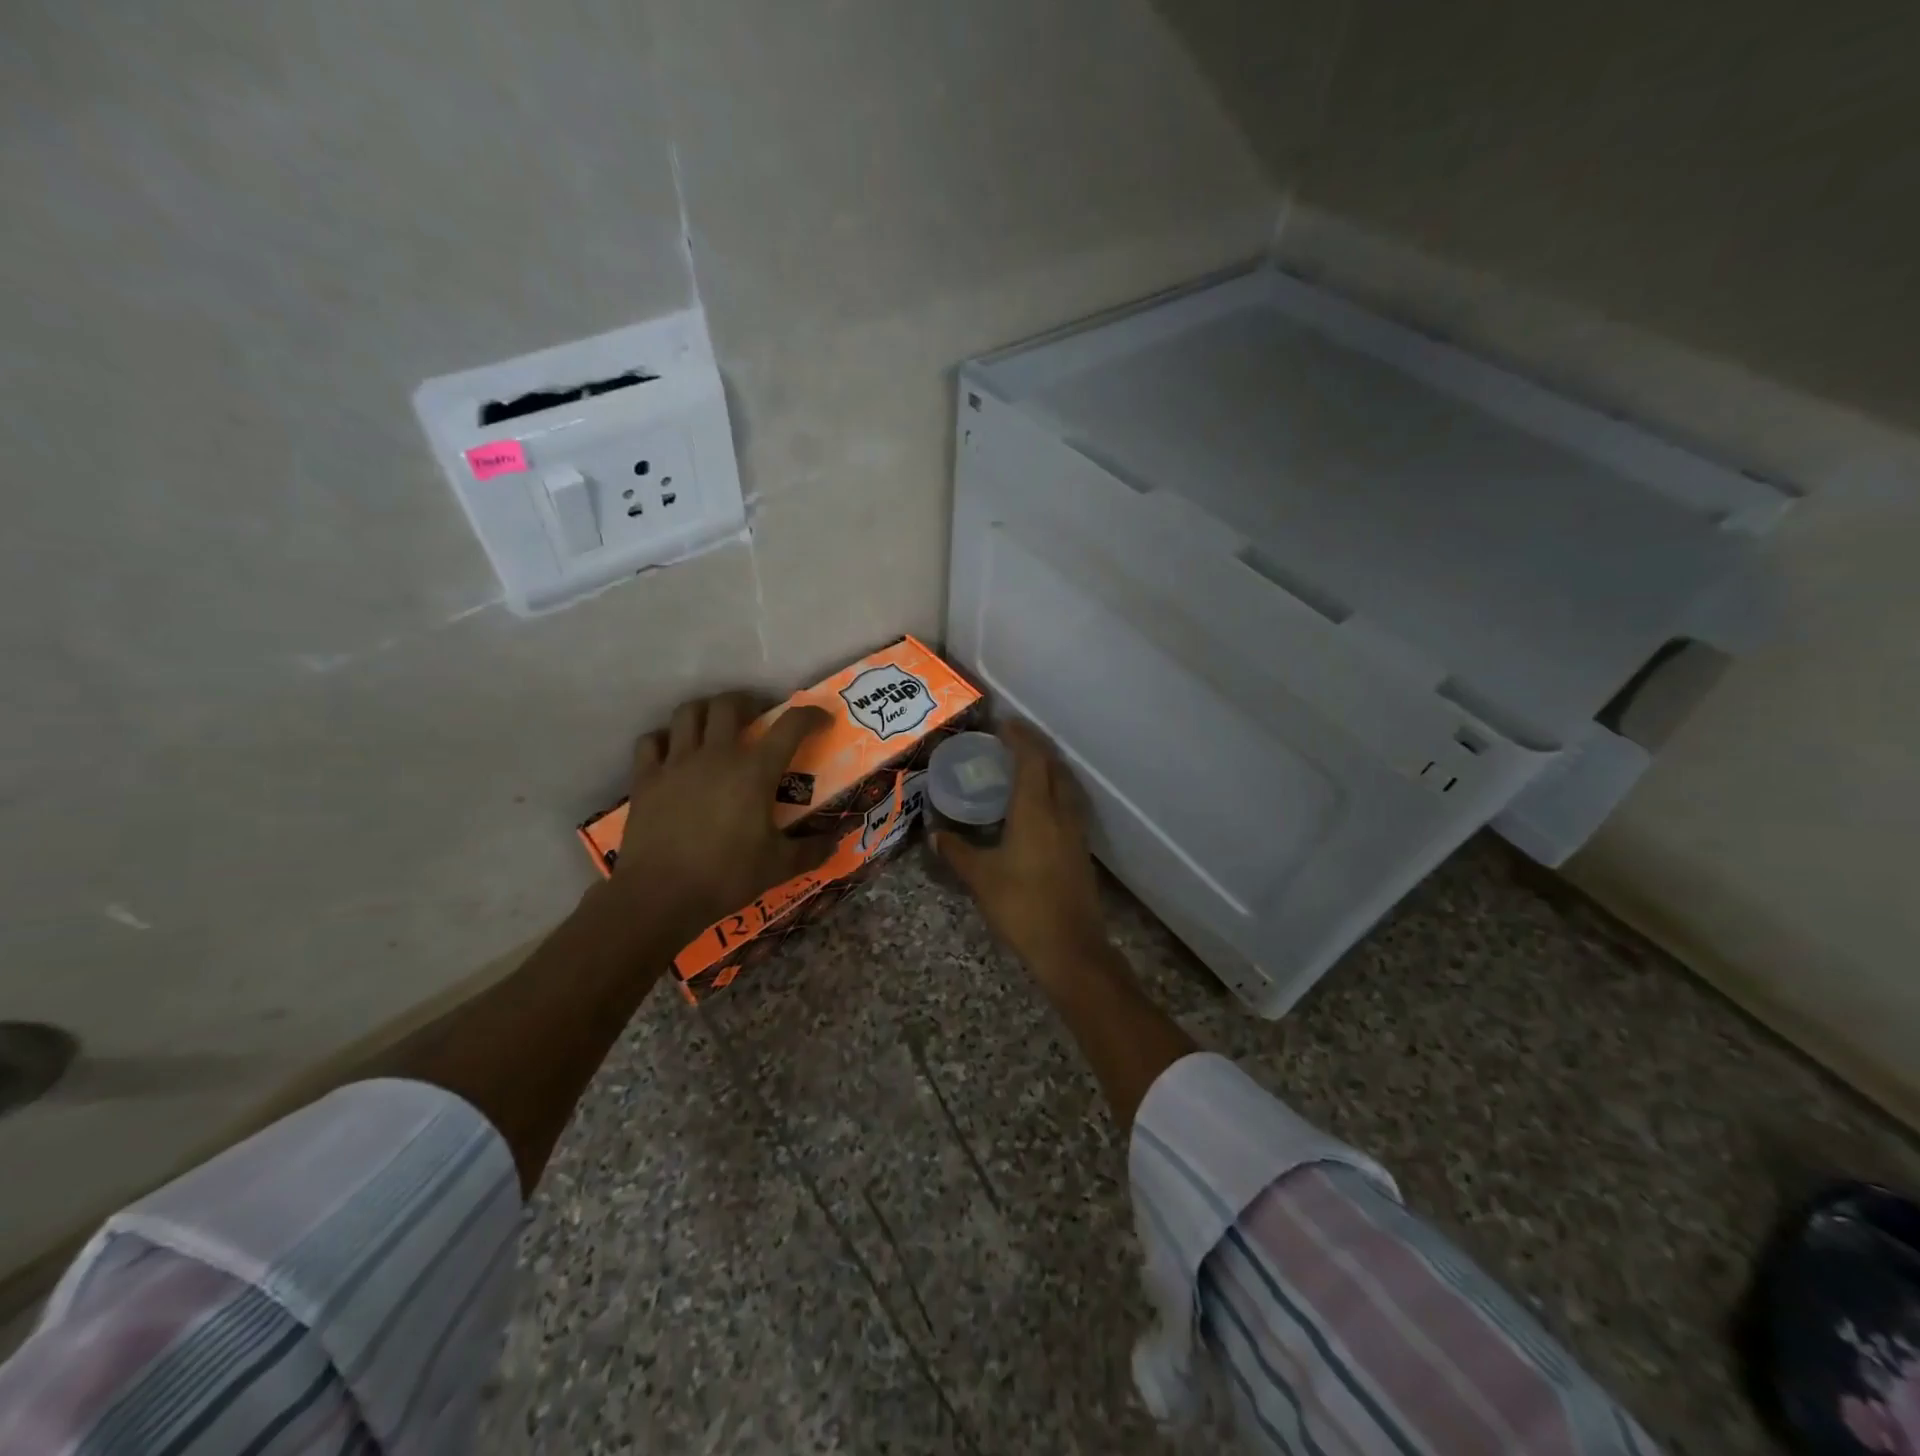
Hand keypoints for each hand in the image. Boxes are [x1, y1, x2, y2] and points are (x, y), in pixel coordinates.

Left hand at [607, 692, 834, 945]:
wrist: (660, 896)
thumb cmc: (726, 877)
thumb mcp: (780, 866)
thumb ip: (813, 850)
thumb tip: (838, 841)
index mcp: (755, 771)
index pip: (791, 725)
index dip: (811, 715)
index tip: (821, 720)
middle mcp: (716, 755)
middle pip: (729, 704)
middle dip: (748, 702)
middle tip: (757, 718)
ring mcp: (676, 763)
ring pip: (688, 712)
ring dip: (705, 711)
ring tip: (714, 725)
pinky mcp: (646, 778)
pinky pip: (651, 741)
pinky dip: (664, 738)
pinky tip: (672, 751)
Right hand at [933, 721, 1108, 973]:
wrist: (1071, 948)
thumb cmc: (1022, 906)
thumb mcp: (981, 878)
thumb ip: (956, 851)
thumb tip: (934, 835)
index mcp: (1036, 810)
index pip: (1032, 759)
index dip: (1019, 737)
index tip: (1002, 724)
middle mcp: (1061, 812)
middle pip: (1053, 766)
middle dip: (1034, 748)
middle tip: (1009, 742)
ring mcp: (1076, 831)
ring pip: (1066, 785)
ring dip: (1047, 769)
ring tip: (1023, 768)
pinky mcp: (1081, 850)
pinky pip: (1069, 805)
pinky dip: (1054, 791)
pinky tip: (1038, 807)